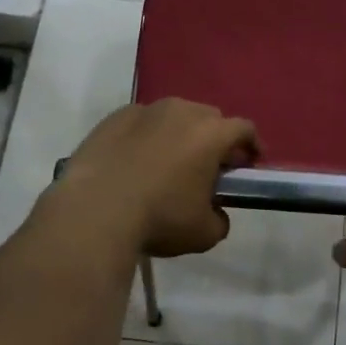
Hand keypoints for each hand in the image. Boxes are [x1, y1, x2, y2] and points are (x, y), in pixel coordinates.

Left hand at [62, 100, 260, 257]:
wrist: (94, 211)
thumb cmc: (159, 219)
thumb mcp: (204, 234)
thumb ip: (220, 220)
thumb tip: (215, 213)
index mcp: (211, 134)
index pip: (244, 129)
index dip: (251, 146)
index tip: (249, 163)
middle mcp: (182, 112)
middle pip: (209, 117)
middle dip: (215, 138)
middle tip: (209, 165)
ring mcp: (146, 110)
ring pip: (174, 115)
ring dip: (179, 133)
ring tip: (169, 161)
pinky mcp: (115, 117)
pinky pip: (141, 122)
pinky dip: (146, 135)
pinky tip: (136, 160)